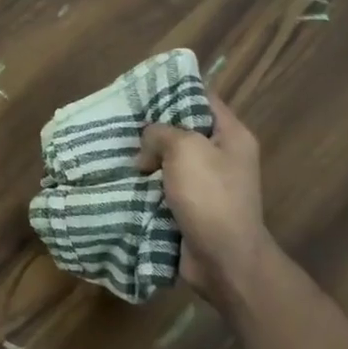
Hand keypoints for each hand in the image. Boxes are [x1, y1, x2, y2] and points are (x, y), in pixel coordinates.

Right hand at [137, 94, 268, 294]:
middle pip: (183, 129)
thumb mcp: (184, 149)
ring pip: (170, 160)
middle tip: (121, 121)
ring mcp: (208, 184)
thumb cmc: (210, 196)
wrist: (224, 259)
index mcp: (231, 135)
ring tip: (115, 150)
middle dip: (153, 128)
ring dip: (146, 159)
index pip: (203, 98)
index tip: (142, 89)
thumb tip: (147, 149)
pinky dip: (146, 185)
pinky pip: (165, 187)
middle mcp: (222, 156)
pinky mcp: (192, 207)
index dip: (174, 89)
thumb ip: (160, 133)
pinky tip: (122, 179)